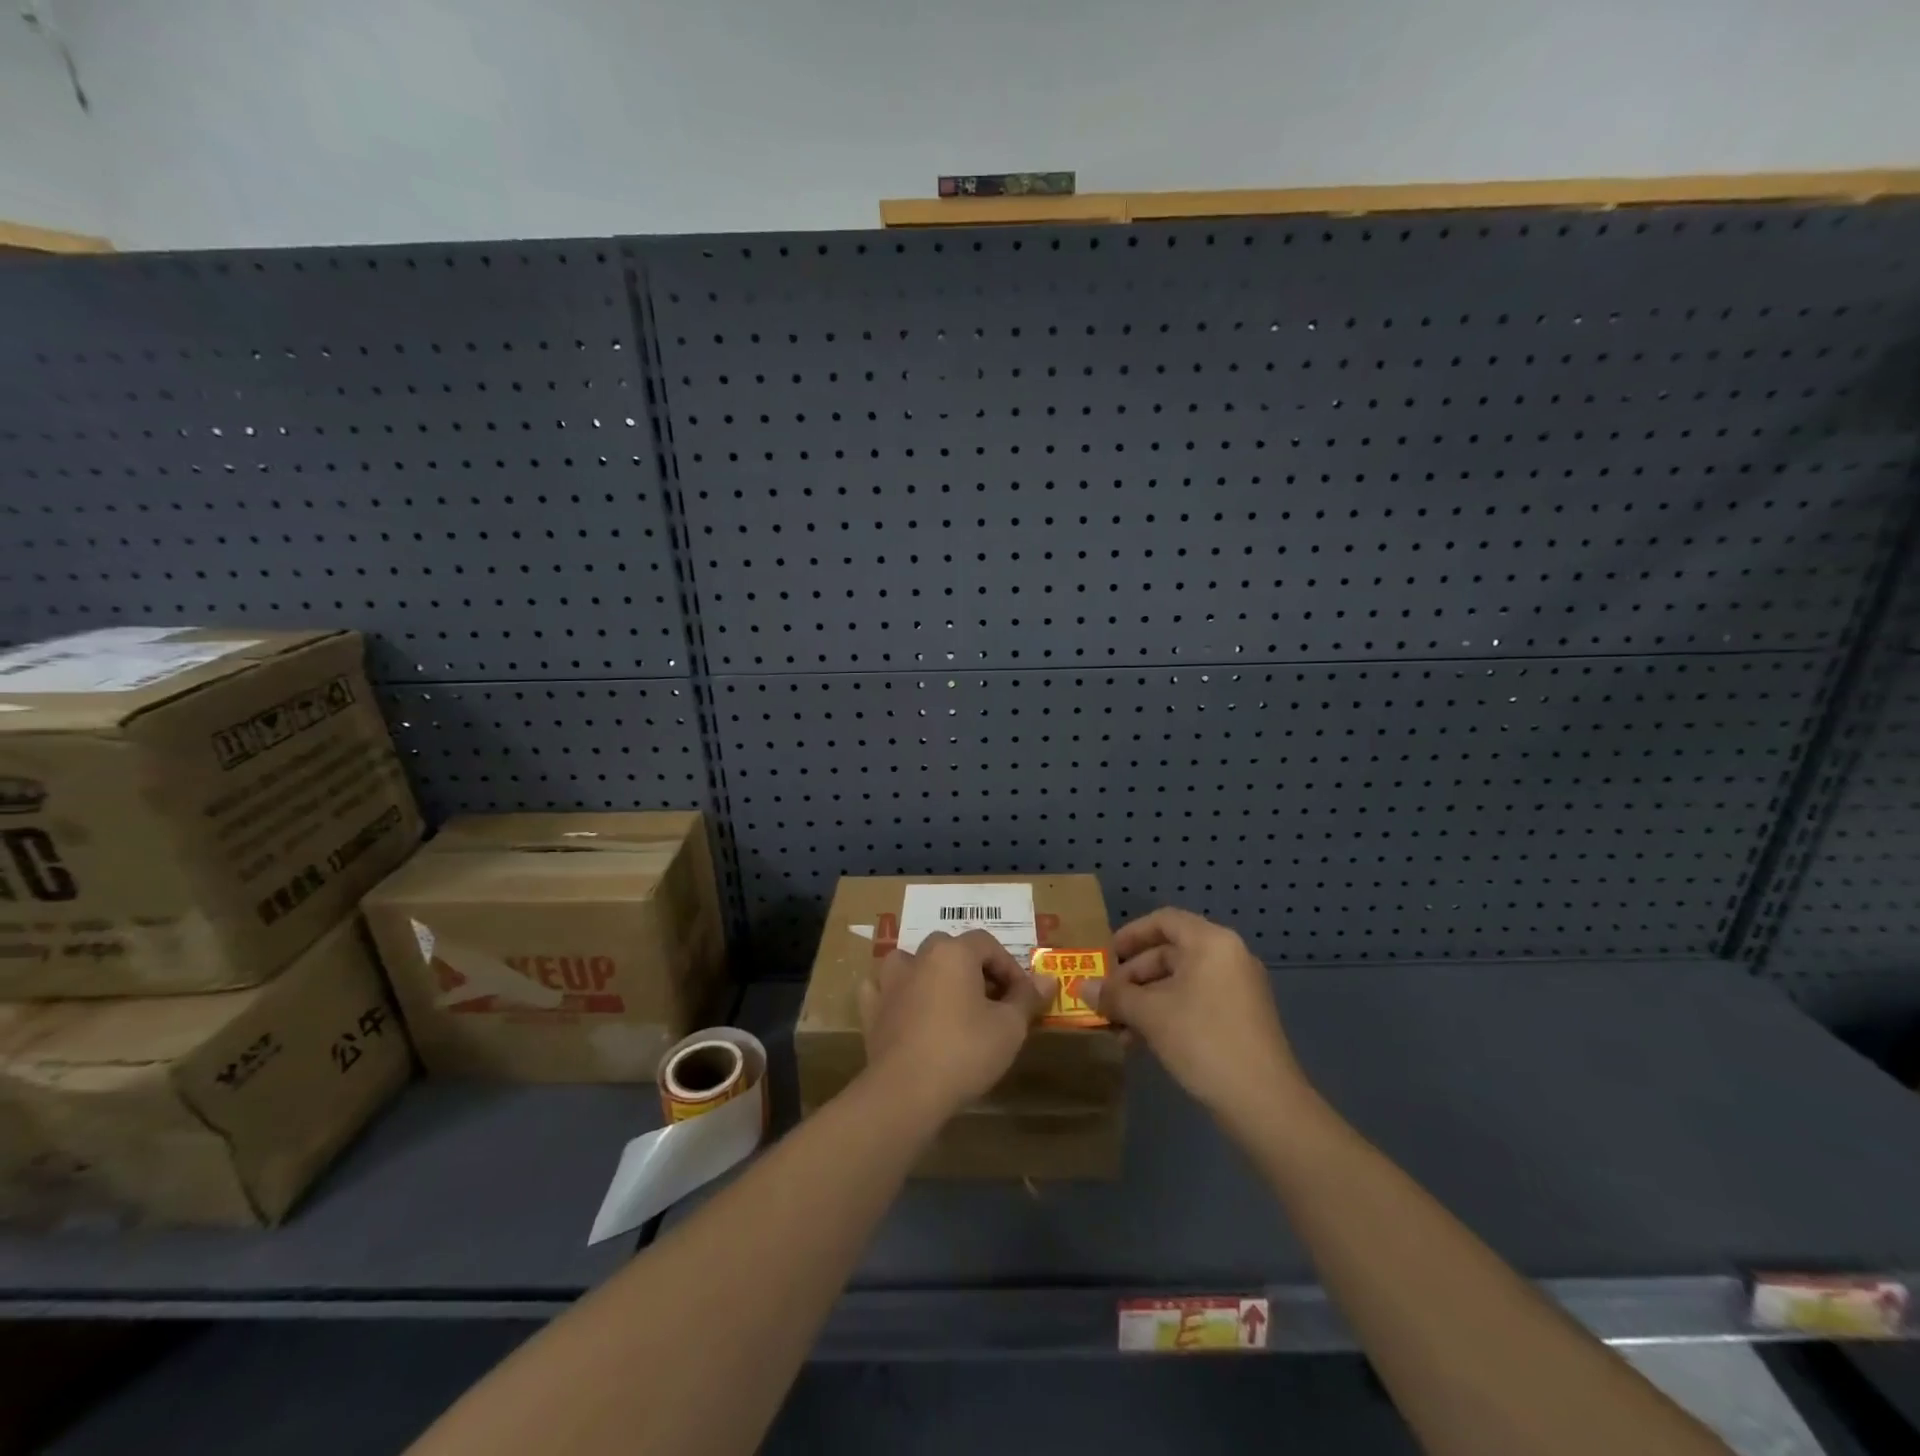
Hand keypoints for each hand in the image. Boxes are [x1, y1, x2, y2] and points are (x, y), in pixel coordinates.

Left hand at [859, 930, 1058, 1120]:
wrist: (907, 1091)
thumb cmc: (965, 1052)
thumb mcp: (1010, 1027)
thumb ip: (1027, 998)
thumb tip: (1048, 978)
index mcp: (953, 953)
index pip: (987, 944)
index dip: (1009, 967)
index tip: (1022, 997)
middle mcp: (919, 957)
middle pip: (950, 948)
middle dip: (972, 968)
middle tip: (990, 1001)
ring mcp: (890, 982)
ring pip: (910, 961)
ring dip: (928, 973)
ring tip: (946, 1000)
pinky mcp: (871, 1010)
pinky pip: (881, 989)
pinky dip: (893, 994)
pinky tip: (904, 1009)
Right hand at [1089, 908, 1314, 1135]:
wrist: (1265, 1104)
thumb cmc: (1203, 1041)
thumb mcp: (1150, 1015)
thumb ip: (1114, 996)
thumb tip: (1080, 987)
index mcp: (1211, 943)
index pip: (1164, 920)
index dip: (1130, 934)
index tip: (1105, 956)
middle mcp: (1229, 957)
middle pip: (1170, 952)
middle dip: (1133, 976)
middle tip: (1106, 1000)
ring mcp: (1238, 989)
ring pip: (1180, 982)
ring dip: (1146, 1000)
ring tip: (1118, 1028)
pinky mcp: (1241, 1019)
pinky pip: (1196, 1002)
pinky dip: (1168, 1013)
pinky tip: (1143, 1042)